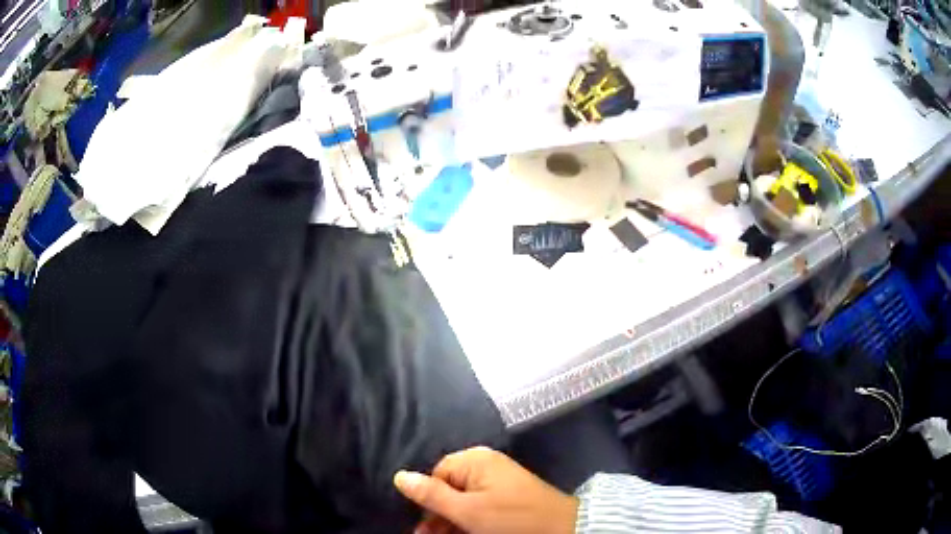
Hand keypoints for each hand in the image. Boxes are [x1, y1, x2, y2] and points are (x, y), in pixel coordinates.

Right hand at [393, 446, 577, 533]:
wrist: (562, 527)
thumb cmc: (511, 518)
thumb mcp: (467, 511)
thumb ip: (431, 495)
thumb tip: (399, 476)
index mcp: (475, 460)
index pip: (436, 475)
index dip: (427, 502)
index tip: (422, 526)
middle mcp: (486, 465)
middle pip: (449, 489)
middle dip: (438, 516)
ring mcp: (499, 479)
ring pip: (464, 500)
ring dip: (453, 521)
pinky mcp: (509, 494)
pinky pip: (480, 505)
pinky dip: (471, 520)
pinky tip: (468, 532)